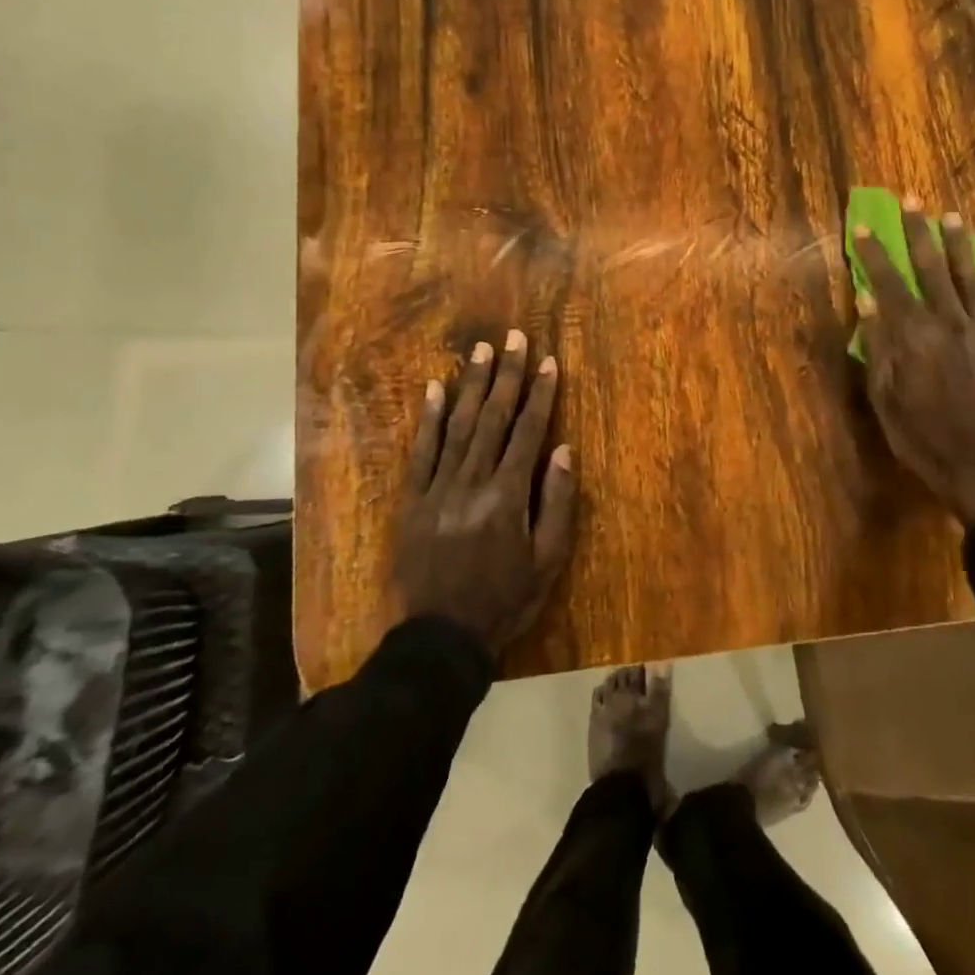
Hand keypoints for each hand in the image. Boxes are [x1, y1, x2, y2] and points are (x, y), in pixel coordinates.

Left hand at [393, 330, 577, 656]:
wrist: (441, 637)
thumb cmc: (506, 600)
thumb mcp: (548, 560)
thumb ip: (556, 502)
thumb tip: (563, 449)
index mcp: (508, 495)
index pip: (528, 432)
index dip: (540, 394)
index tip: (548, 361)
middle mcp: (472, 481)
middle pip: (493, 418)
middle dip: (507, 375)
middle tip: (514, 338)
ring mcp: (438, 488)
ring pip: (458, 426)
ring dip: (471, 386)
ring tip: (481, 351)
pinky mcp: (412, 500)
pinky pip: (420, 452)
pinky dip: (427, 419)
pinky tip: (433, 389)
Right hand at [852, 196, 974, 524]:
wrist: (973, 463)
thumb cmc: (917, 433)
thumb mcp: (882, 393)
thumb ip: (876, 344)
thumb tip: (867, 299)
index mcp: (914, 336)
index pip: (889, 283)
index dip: (875, 253)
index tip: (864, 227)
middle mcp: (948, 323)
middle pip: (930, 268)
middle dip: (917, 232)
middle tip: (911, 201)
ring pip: (969, 277)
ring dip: (959, 244)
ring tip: (951, 216)